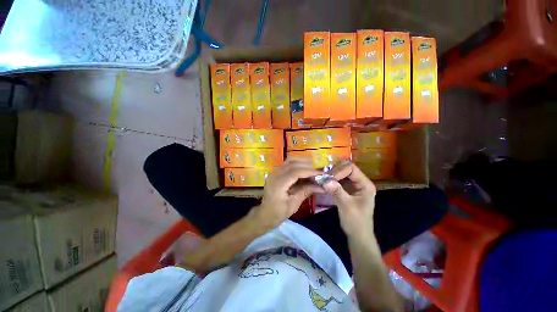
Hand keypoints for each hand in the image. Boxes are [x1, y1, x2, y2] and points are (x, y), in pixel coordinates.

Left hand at [254, 157, 323, 228]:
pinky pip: (287, 164)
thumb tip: (321, 186)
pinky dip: (297, 163)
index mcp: (278, 184)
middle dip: (307, 165)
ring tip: (313, 167)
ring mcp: (274, 172)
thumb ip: (306, 192)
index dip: (309, 171)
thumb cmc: (278, 213)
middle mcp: (274, 175)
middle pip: (292, 163)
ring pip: (289, 161)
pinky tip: (305, 168)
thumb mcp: (293, 204)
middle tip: (319, 170)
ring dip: (302, 162)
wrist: (265, 214)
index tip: (321, 173)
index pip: (295, 172)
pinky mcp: (275, 172)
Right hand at [322, 162, 375, 237]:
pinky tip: (323, 184)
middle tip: (323, 177)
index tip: (329, 178)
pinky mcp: (346, 190)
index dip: (339, 171)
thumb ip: (336, 191)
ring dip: (331, 176)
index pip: (351, 169)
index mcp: (365, 184)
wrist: (357, 235)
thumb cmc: (356, 222)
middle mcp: (360, 182)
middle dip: (334, 172)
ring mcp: (353, 186)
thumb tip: (324, 179)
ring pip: (341, 175)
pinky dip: (330, 181)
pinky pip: (338, 181)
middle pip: (346, 169)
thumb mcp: (346, 206)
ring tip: (321, 179)